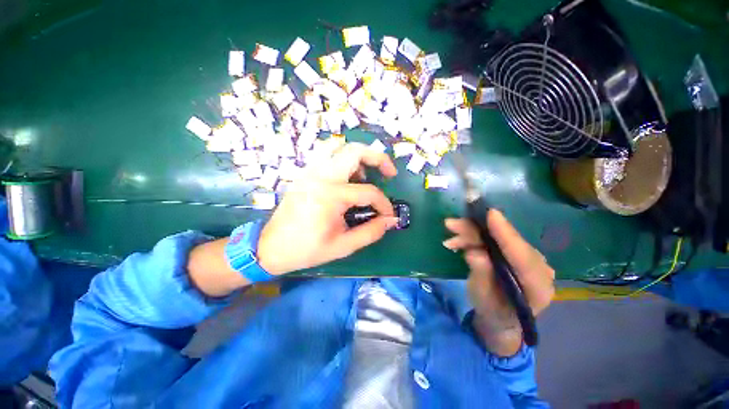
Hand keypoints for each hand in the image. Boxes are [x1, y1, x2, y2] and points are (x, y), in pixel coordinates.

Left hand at [257, 143, 398, 274]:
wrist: (271, 247)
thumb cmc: (307, 249)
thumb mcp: (343, 246)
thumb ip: (371, 232)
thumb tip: (391, 220)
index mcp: (331, 195)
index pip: (369, 192)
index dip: (384, 204)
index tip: (388, 215)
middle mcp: (321, 176)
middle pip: (356, 151)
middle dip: (378, 158)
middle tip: (389, 173)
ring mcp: (311, 171)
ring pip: (340, 147)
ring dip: (359, 157)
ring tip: (366, 175)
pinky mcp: (306, 173)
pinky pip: (327, 155)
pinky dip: (344, 159)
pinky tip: (348, 177)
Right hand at [444, 210, 554, 355]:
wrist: (500, 318)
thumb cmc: (492, 312)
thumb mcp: (483, 297)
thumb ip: (481, 275)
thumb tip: (473, 252)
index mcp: (537, 285)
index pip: (523, 255)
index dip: (505, 233)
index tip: (490, 214)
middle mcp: (537, 267)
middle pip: (507, 241)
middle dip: (476, 231)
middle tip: (451, 224)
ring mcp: (526, 258)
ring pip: (497, 238)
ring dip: (471, 234)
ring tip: (449, 239)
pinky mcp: (514, 253)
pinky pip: (493, 240)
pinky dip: (473, 239)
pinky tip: (456, 242)